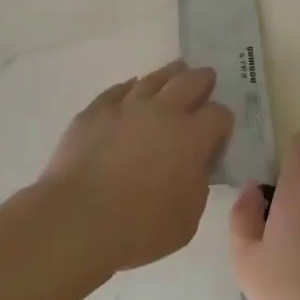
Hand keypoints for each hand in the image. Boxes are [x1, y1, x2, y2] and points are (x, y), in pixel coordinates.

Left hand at [39, 61, 231, 274]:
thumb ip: (198, 186)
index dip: (223, 121)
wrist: (77, 219)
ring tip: (176, 71)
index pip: (219, 115)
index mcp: (191, 137)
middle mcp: (162, 111)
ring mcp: (126, 106)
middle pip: (190, 82)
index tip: (220, 131)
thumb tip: (195, 167)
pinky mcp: (95, 111)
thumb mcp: (188, 219)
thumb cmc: (139, 228)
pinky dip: (131, 88)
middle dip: (203, 80)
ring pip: (154, 78)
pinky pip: (118, 90)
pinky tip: (132, 89)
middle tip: (207, 78)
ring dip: (170, 74)